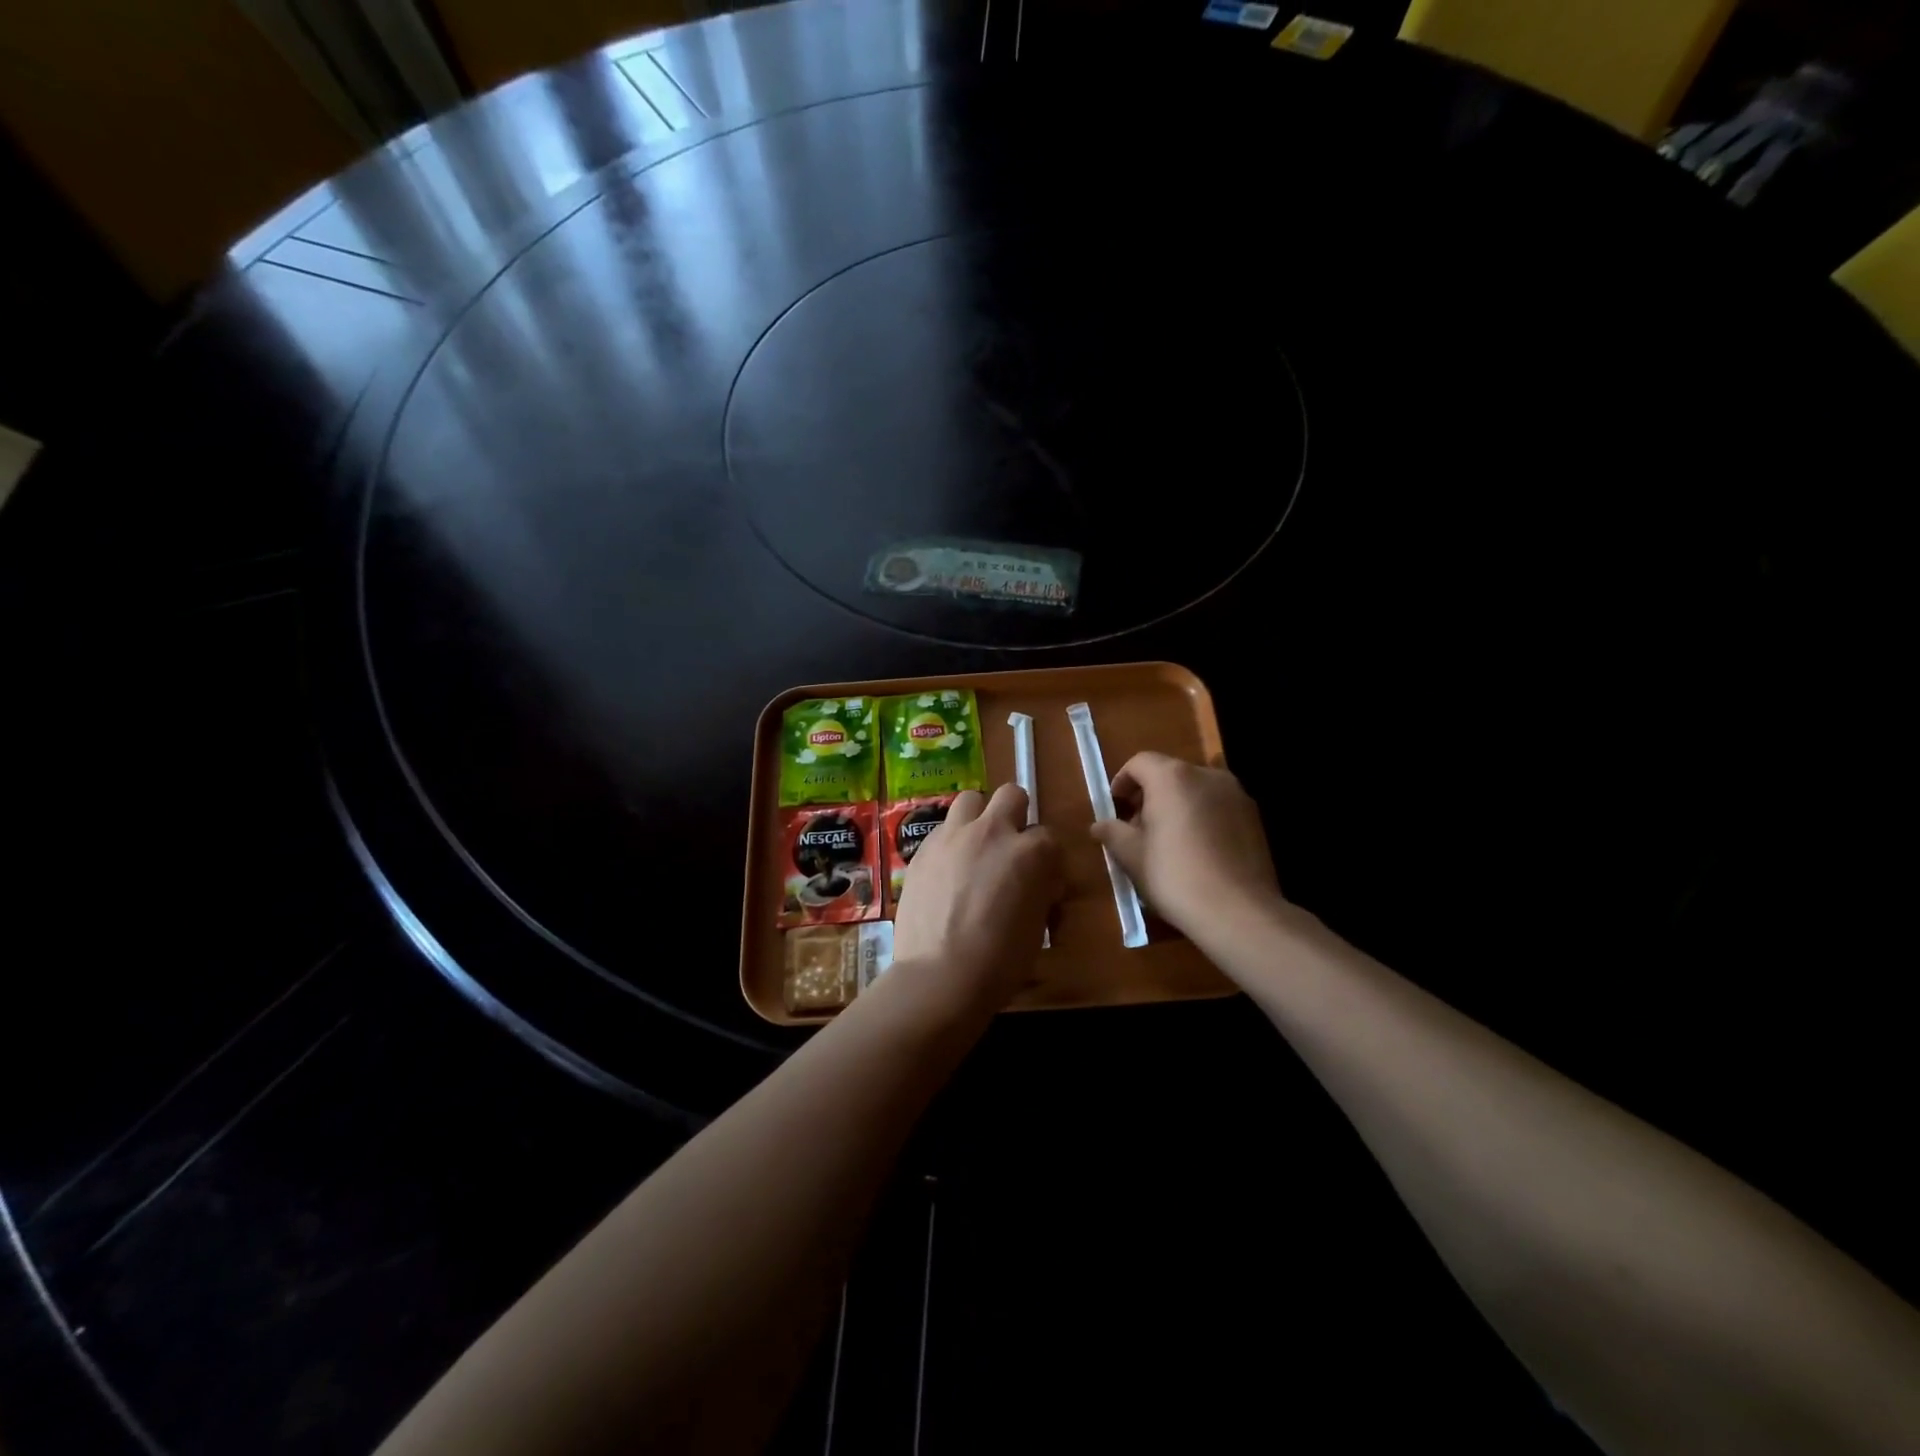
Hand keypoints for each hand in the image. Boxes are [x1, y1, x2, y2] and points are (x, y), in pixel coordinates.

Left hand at [890, 784, 1063, 1018]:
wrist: (940, 976)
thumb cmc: (1001, 961)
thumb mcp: (1038, 925)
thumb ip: (1041, 890)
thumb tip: (1041, 882)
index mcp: (1031, 852)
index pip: (1050, 836)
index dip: (1046, 858)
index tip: (1041, 879)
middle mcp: (992, 832)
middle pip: (1012, 795)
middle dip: (1016, 815)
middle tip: (1010, 847)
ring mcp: (953, 836)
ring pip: (971, 800)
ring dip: (979, 817)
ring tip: (975, 848)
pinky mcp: (923, 849)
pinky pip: (942, 829)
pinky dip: (951, 841)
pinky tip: (947, 870)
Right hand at [1089, 753, 1282, 938]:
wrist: (1237, 911)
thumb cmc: (1175, 876)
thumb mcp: (1132, 856)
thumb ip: (1113, 833)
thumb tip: (1098, 825)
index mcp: (1172, 777)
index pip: (1140, 763)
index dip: (1122, 781)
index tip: (1115, 805)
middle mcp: (1206, 775)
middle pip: (1170, 773)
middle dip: (1150, 794)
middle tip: (1137, 826)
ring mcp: (1235, 794)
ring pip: (1196, 789)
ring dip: (1177, 804)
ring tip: (1168, 839)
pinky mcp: (1254, 816)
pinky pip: (1218, 806)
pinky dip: (1202, 816)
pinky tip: (1197, 849)